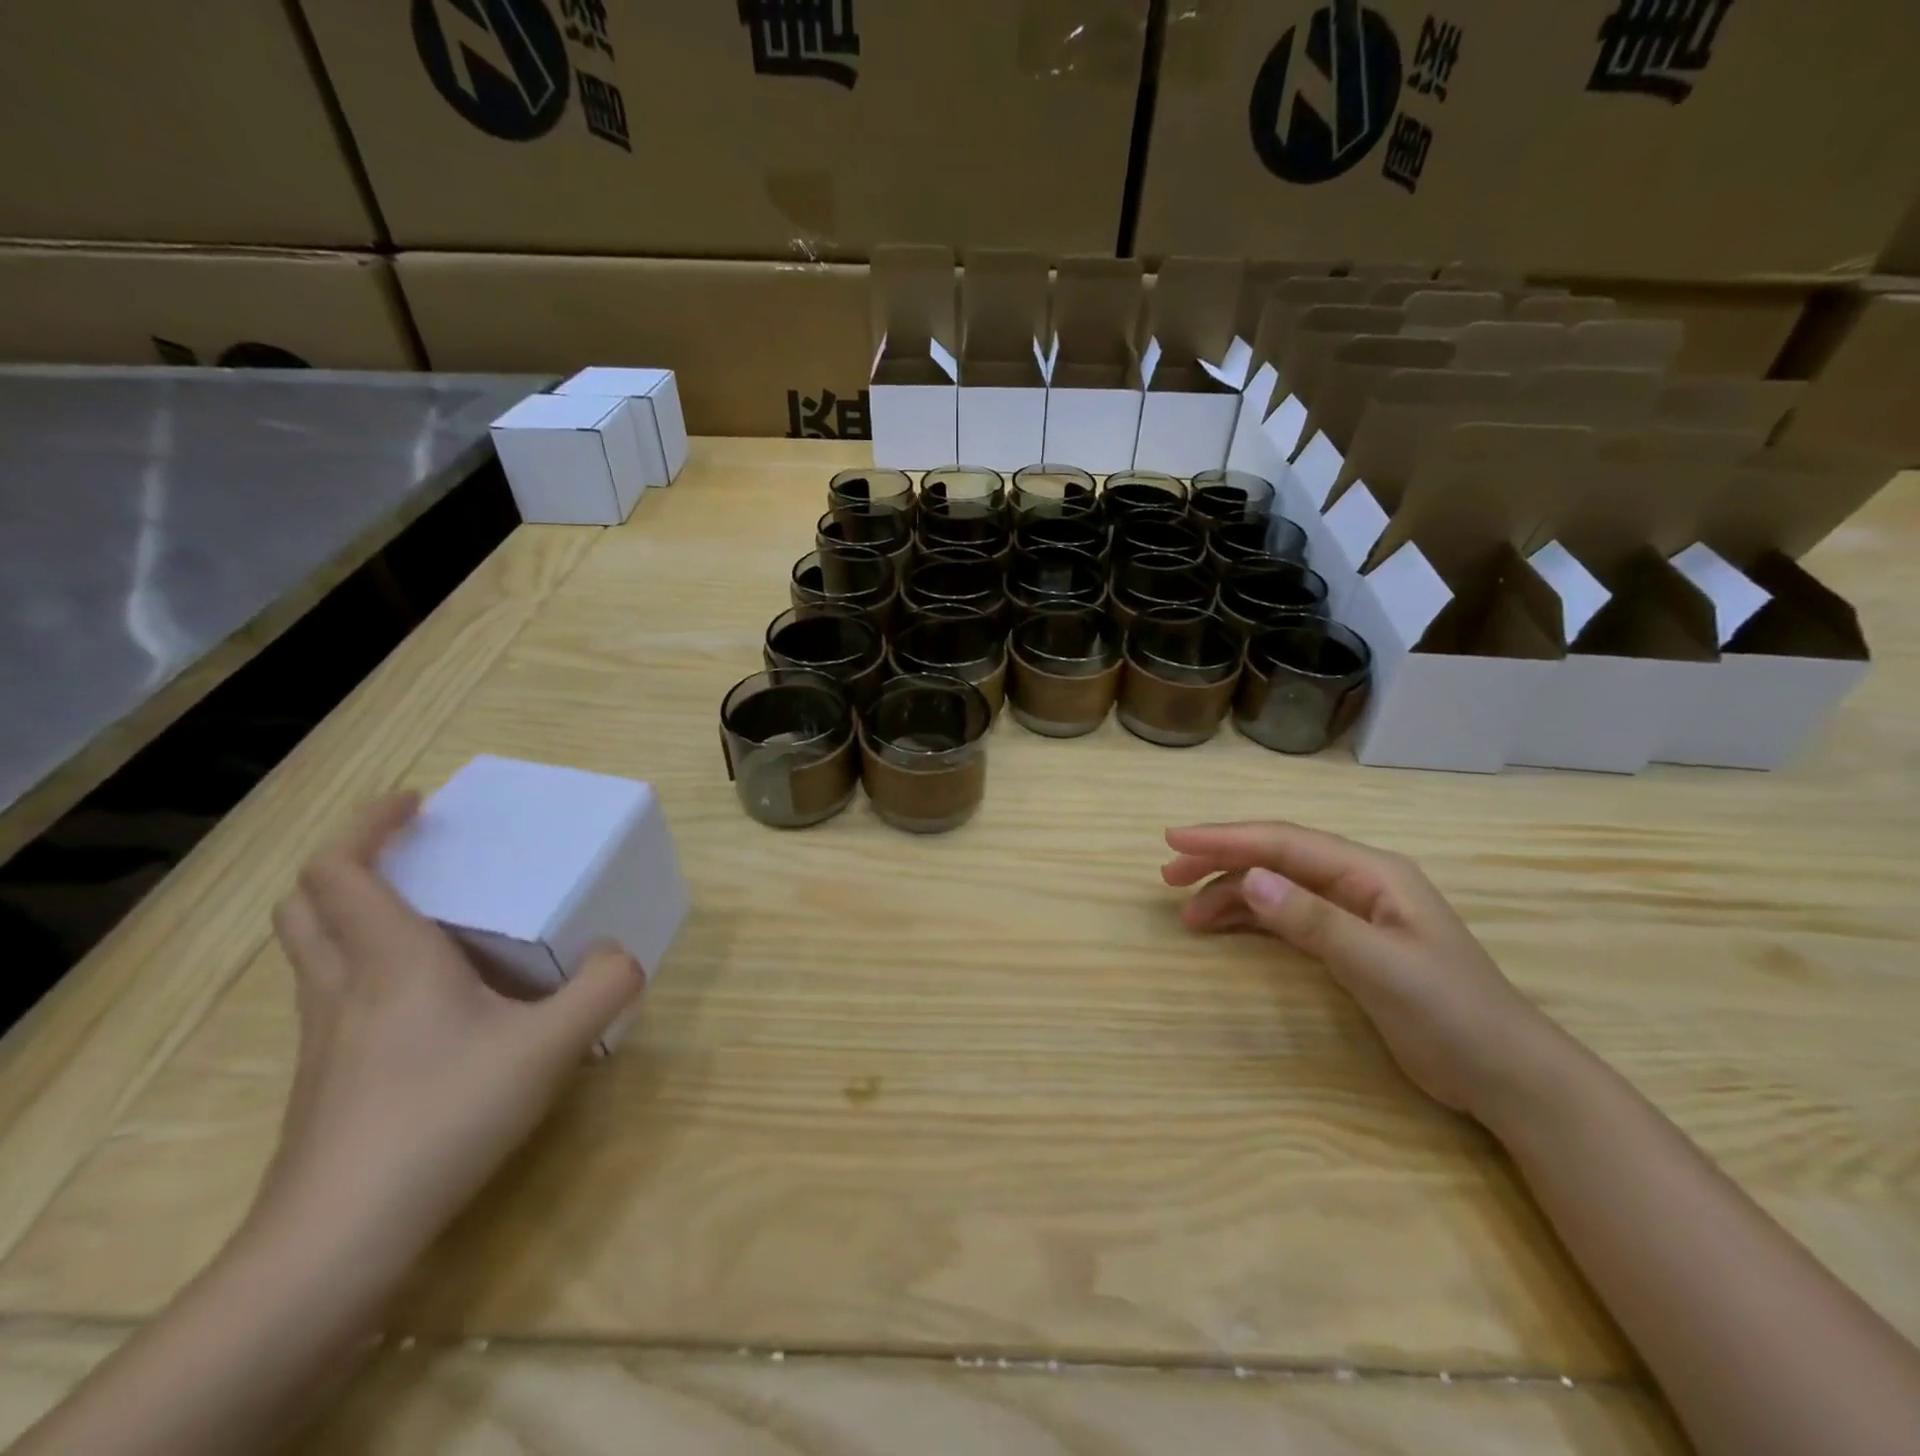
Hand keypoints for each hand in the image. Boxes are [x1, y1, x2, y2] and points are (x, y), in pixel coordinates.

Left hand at [257, 793, 645, 1264]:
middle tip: (409, 852)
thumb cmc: (443, 1117)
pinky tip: (423, 999)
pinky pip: (330, 993)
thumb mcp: (549, 1047)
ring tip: (421, 914)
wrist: (338, 1239)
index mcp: (390, 960)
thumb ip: (602, 989)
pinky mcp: (325, 1078)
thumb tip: (624, 955)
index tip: (414, 803)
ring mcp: (323, 1036)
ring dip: (350, 912)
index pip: (342, 869)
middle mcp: (343, 986)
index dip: (369, 824)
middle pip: (307, 903)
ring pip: (312, 950)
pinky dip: (360, 965)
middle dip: (349, 861)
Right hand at [1162, 821, 1556, 1117]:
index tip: (1174, 839)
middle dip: (1220, 861)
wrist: (1507, 1076)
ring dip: (1230, 894)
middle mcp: (1356, 882)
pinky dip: (1251, 919)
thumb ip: (1314, 920)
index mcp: (1370, 872)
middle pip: (1274, 858)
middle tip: (1169, 876)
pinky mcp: (1346, 945)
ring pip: (1276, 887)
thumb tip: (1250, 879)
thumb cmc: (1452, 1014)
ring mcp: (1351, 912)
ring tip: (1187, 914)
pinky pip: (1285, 918)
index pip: (1284, 842)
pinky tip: (1223, 927)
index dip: (1226, 838)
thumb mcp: (1381, 965)